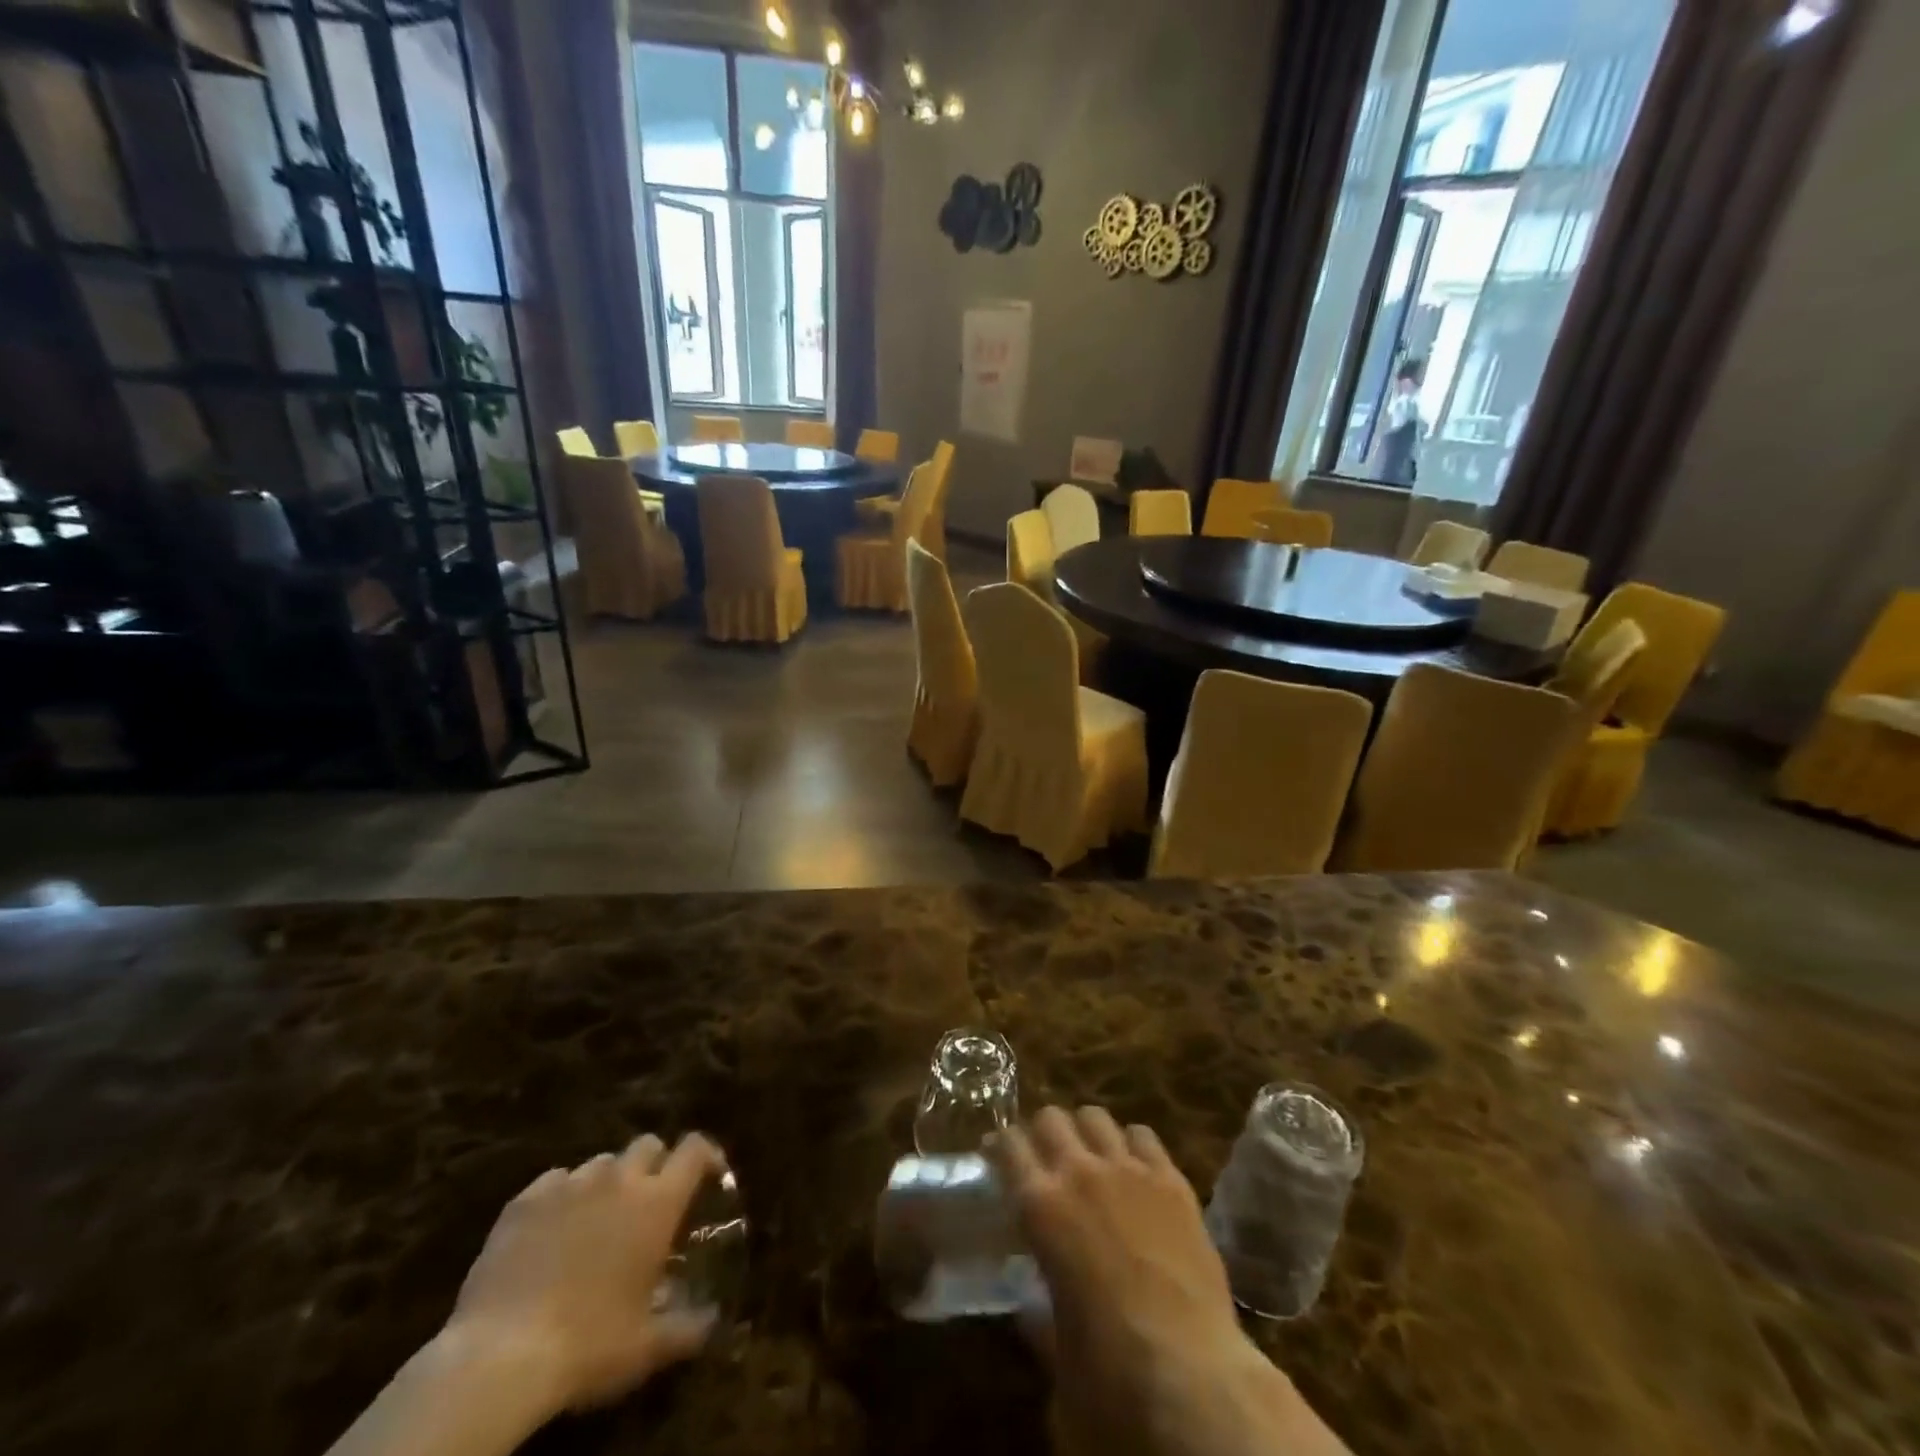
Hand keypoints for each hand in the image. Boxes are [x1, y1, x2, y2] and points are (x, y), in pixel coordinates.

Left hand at [443, 1133, 727, 1414]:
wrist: (498, 1357)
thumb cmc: (588, 1344)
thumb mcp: (647, 1346)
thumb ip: (688, 1327)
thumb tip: (712, 1320)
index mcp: (657, 1202)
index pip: (694, 1150)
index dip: (706, 1154)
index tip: (710, 1173)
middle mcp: (619, 1179)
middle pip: (648, 1144)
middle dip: (654, 1165)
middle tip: (648, 1202)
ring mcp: (569, 1184)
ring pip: (601, 1163)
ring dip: (608, 1183)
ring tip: (597, 1219)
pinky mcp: (525, 1200)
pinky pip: (555, 1181)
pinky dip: (563, 1197)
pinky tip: (552, 1231)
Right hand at [989, 1107, 1347, 1455]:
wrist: (1195, 1380)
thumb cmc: (1111, 1380)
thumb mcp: (1056, 1359)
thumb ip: (1039, 1325)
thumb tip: (1030, 1313)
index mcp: (1041, 1207)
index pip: (1008, 1145)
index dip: (1000, 1147)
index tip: (997, 1157)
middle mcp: (1080, 1173)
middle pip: (1051, 1117)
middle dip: (1042, 1133)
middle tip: (1044, 1160)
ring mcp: (1130, 1171)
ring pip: (1096, 1116)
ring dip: (1086, 1133)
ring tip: (1090, 1158)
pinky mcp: (1174, 1181)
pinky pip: (1144, 1136)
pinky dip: (1131, 1145)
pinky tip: (1134, 1170)